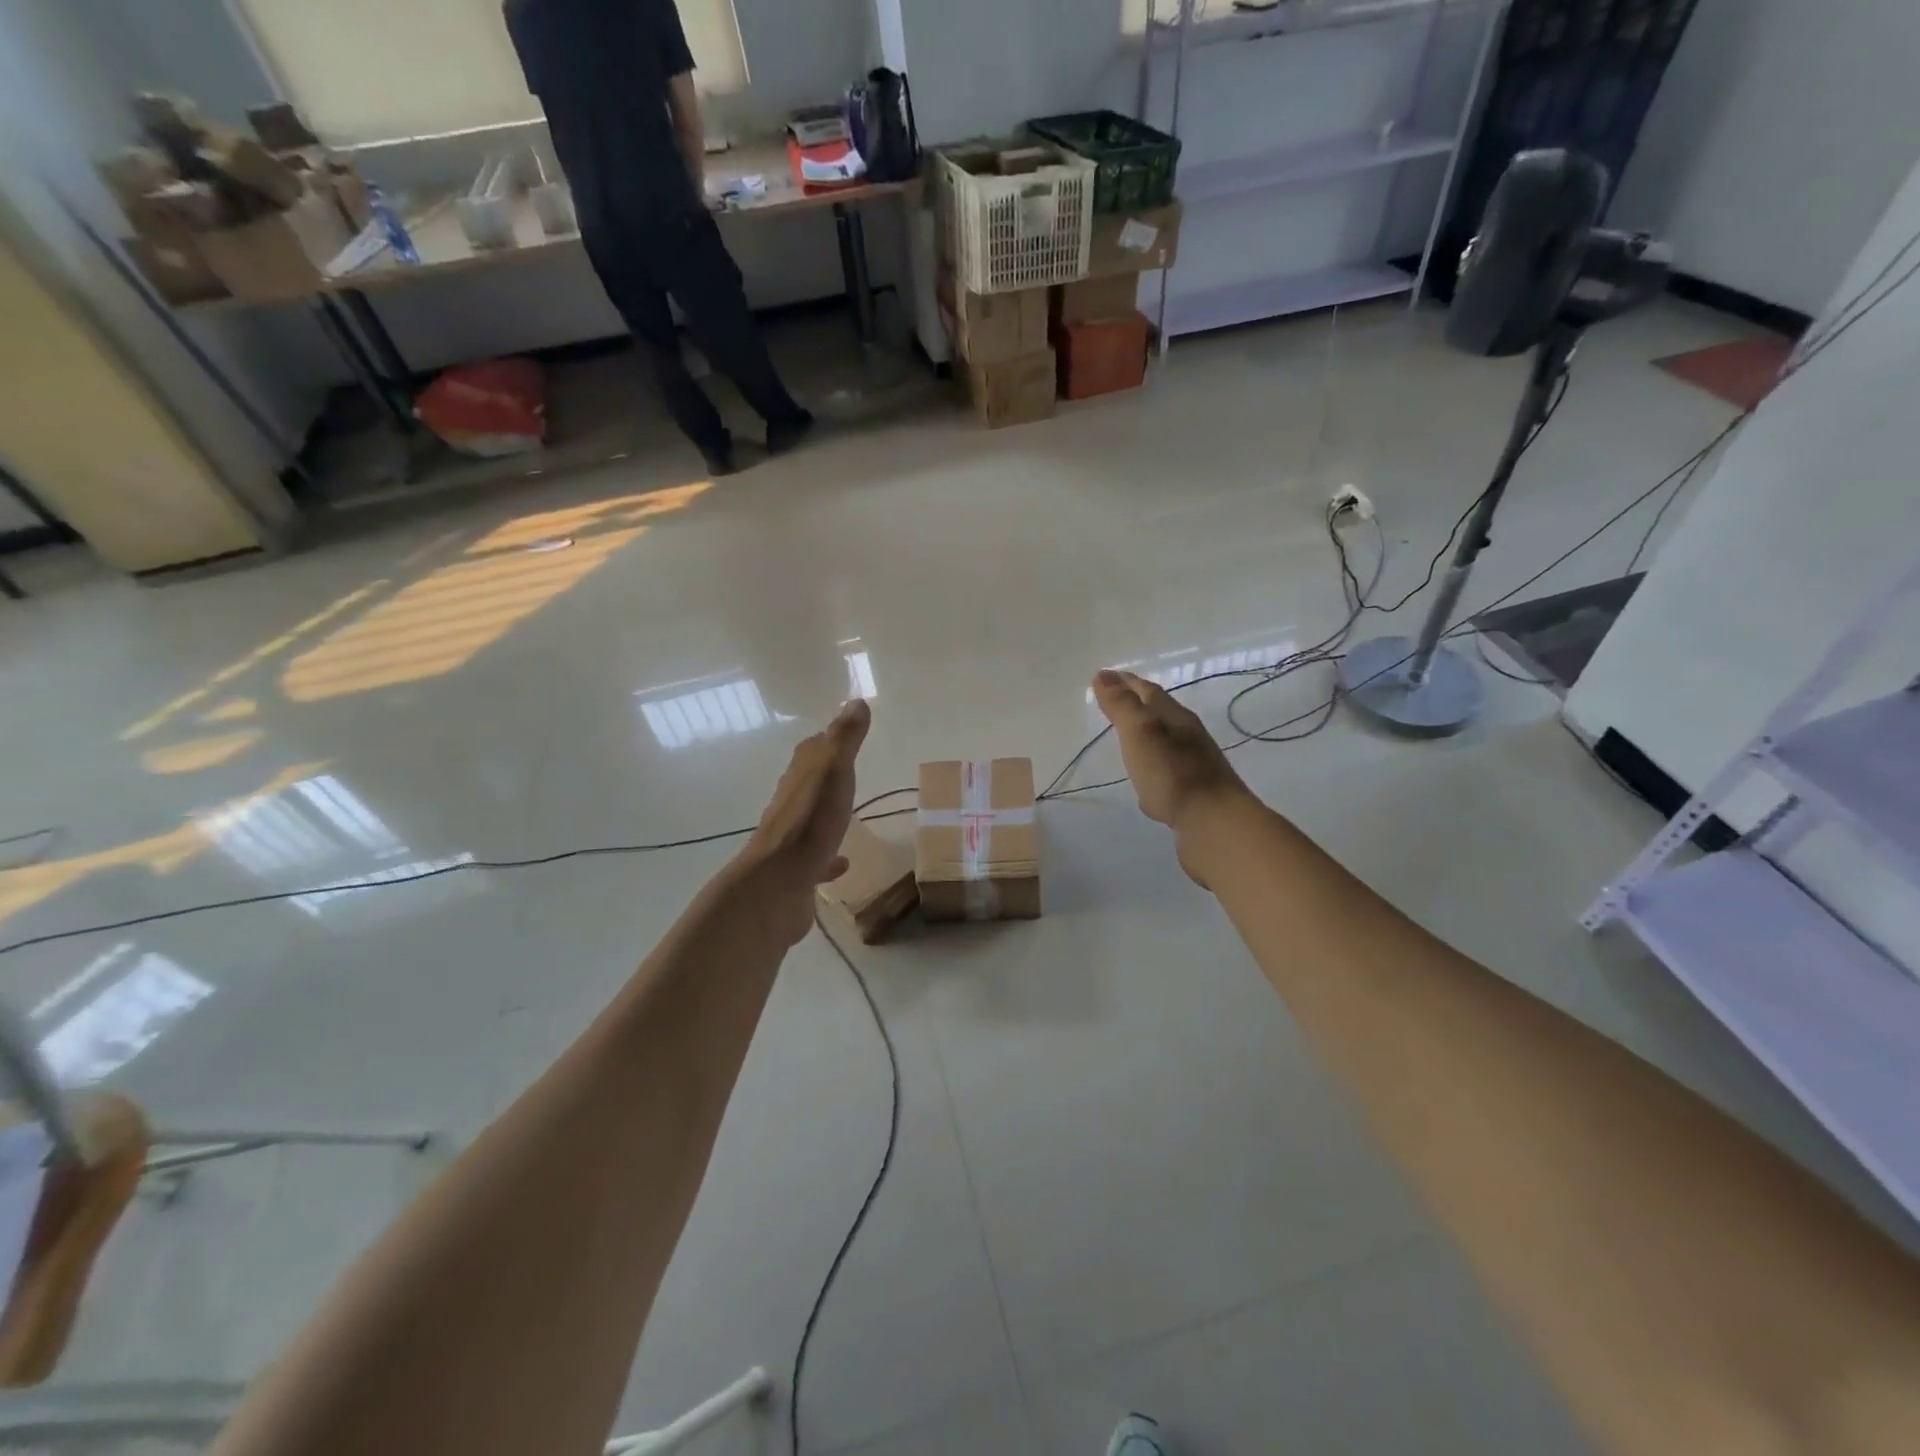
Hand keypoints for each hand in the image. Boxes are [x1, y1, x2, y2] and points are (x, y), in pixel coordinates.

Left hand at [735, 699, 870, 943]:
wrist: (777, 884)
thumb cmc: (809, 823)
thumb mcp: (833, 771)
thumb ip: (845, 739)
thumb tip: (856, 702)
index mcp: (800, 777)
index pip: (812, 750)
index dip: (827, 741)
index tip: (842, 734)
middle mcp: (791, 804)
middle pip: (808, 782)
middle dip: (824, 775)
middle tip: (846, 771)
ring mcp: (792, 839)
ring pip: (810, 820)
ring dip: (825, 815)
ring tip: (845, 814)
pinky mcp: (797, 872)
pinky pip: (816, 860)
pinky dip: (828, 858)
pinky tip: (842, 863)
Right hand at [1091, 669, 1252, 866]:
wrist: (1215, 824)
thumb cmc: (1173, 775)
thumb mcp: (1141, 733)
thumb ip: (1122, 706)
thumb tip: (1103, 675)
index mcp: (1176, 719)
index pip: (1148, 692)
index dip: (1126, 682)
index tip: (1104, 676)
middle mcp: (1190, 738)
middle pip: (1161, 715)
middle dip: (1138, 706)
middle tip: (1115, 704)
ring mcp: (1196, 768)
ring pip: (1167, 745)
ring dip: (1148, 739)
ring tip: (1128, 742)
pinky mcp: (1196, 796)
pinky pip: (1170, 776)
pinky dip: (1154, 771)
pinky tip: (1147, 787)